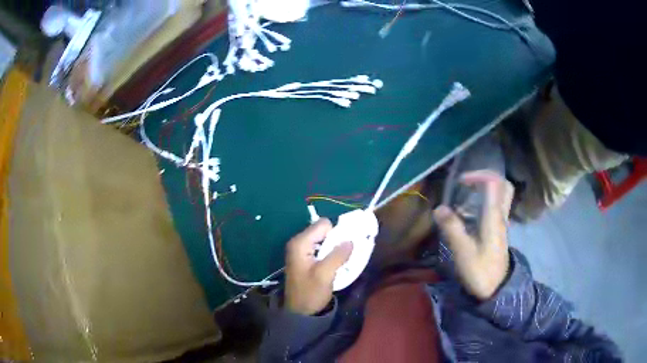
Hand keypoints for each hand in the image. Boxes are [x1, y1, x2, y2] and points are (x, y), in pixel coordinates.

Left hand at [285, 219, 352, 314]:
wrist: (300, 312)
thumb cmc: (310, 293)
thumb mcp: (325, 274)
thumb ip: (337, 255)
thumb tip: (351, 240)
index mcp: (300, 243)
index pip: (323, 224)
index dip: (337, 232)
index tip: (346, 246)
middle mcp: (298, 243)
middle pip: (323, 230)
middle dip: (337, 239)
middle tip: (347, 253)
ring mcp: (301, 251)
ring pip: (323, 240)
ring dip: (335, 247)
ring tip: (344, 259)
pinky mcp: (305, 259)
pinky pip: (321, 248)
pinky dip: (330, 253)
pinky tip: (336, 264)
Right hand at [433, 170, 513, 300]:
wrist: (496, 288)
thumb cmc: (480, 271)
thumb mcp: (463, 252)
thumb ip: (452, 228)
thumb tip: (439, 208)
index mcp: (493, 216)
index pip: (493, 182)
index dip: (477, 175)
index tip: (460, 182)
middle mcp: (500, 215)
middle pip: (503, 185)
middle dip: (486, 177)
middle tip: (468, 183)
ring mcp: (501, 222)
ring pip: (502, 195)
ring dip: (486, 188)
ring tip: (466, 194)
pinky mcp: (498, 230)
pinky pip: (497, 206)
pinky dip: (486, 200)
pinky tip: (470, 211)